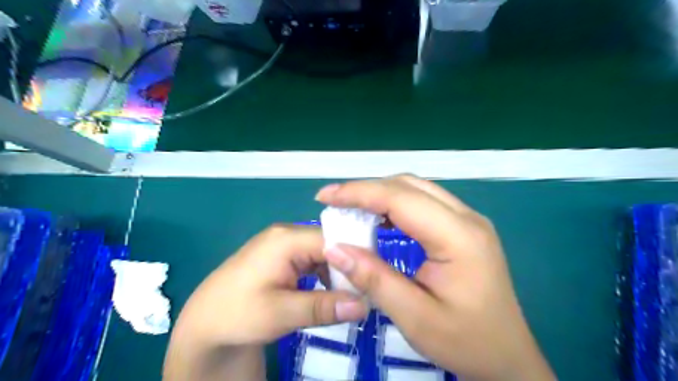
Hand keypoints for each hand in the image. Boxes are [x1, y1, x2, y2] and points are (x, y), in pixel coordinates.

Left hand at [167, 224, 370, 378]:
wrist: (204, 323)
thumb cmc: (237, 314)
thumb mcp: (281, 313)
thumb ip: (323, 307)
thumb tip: (364, 305)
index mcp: (287, 239)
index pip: (333, 240)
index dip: (355, 259)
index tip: (371, 283)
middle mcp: (287, 234)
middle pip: (329, 245)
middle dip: (347, 268)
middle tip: (361, 294)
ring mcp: (284, 244)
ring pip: (323, 253)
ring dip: (336, 273)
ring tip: (348, 296)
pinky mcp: (281, 256)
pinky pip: (312, 259)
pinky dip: (324, 275)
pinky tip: (327, 292)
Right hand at [315, 174, 552, 379]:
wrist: (507, 357)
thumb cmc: (465, 341)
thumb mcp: (414, 317)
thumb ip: (374, 279)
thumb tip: (334, 248)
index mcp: (459, 236)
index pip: (400, 198)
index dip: (358, 193)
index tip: (325, 197)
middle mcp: (467, 217)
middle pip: (409, 186)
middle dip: (367, 189)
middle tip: (334, 202)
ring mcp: (469, 220)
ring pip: (416, 189)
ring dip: (381, 194)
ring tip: (351, 208)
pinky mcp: (464, 227)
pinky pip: (424, 202)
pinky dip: (396, 204)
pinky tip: (379, 217)